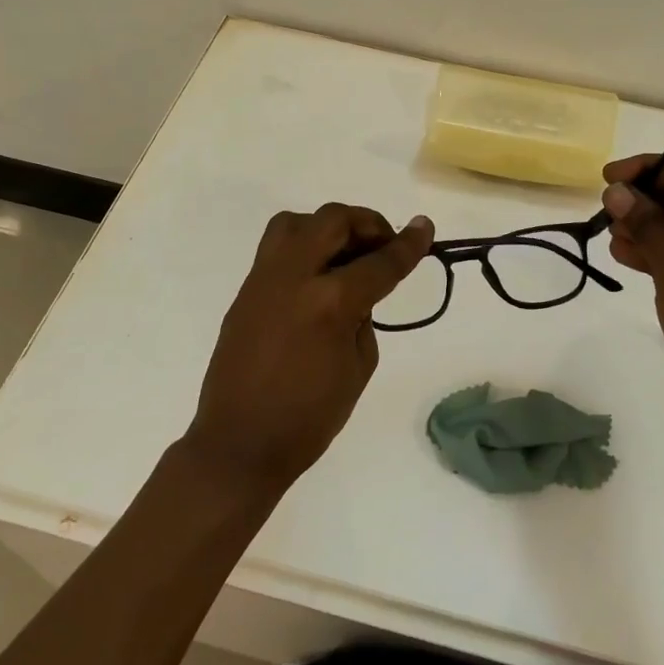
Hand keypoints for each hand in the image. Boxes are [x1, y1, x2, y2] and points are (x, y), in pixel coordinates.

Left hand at [185, 203, 433, 492]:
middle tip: (382, 244)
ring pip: (296, 222)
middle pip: (333, 220)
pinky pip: (277, 247)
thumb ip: (363, 316)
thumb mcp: (359, 368)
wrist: (239, 443)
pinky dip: (304, 247)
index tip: (425, 227)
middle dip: (366, 224)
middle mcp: (294, 277)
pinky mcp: (246, 289)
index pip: (379, 263)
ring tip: (344, 254)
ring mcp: (264, 279)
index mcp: (330, 303)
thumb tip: (358, 290)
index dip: (408, 244)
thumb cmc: (309, 417)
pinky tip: (317, 278)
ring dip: (327, 227)